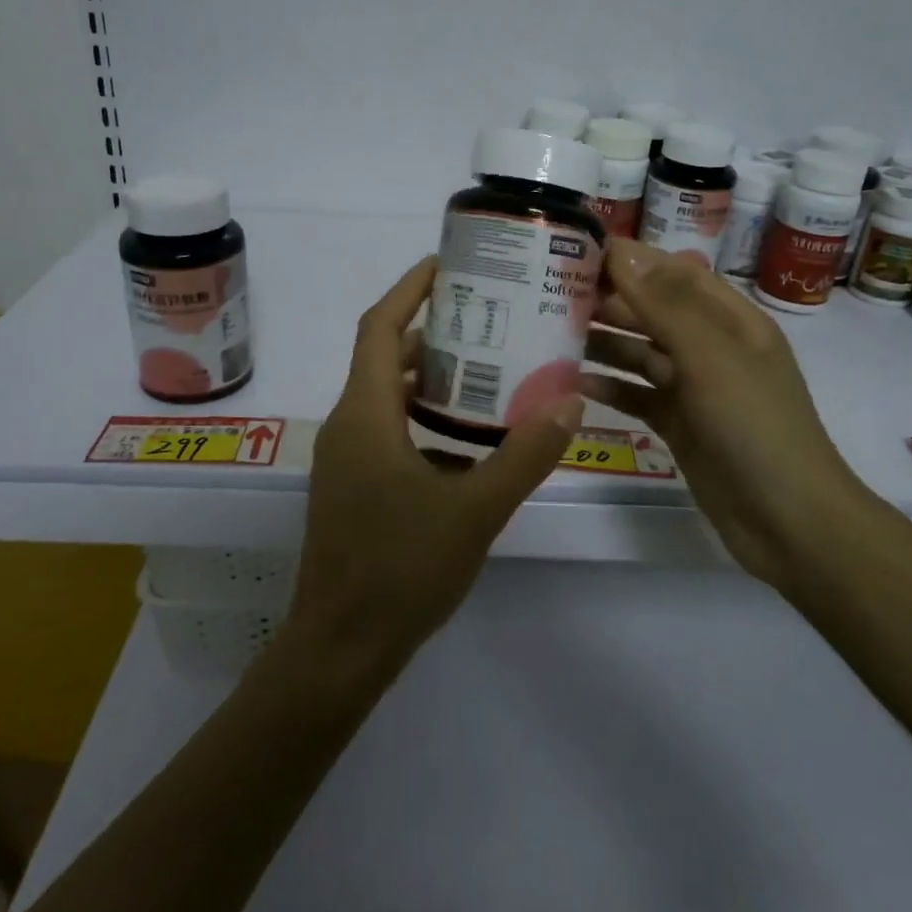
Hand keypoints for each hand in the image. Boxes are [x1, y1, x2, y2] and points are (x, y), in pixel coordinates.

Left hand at [285, 256, 584, 683]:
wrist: (340, 649)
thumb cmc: (400, 571)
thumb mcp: (475, 511)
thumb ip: (524, 455)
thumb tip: (572, 403)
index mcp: (365, 415)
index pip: (379, 326)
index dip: (409, 288)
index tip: (446, 262)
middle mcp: (348, 424)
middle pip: (384, 356)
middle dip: (431, 329)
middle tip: (487, 314)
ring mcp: (346, 458)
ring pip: (387, 396)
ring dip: (429, 376)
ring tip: (487, 365)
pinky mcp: (353, 486)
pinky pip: (388, 430)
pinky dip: (424, 418)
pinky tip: (470, 437)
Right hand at [578, 239, 871, 588]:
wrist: (789, 522)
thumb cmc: (755, 426)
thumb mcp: (711, 357)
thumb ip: (665, 304)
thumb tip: (622, 249)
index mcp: (731, 320)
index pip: (675, 272)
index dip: (631, 259)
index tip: (576, 250)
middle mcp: (711, 346)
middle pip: (653, 311)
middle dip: (608, 301)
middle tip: (550, 295)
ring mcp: (694, 388)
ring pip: (640, 353)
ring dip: (603, 343)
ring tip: (551, 335)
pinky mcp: (679, 424)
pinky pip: (637, 395)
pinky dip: (610, 388)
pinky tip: (574, 385)